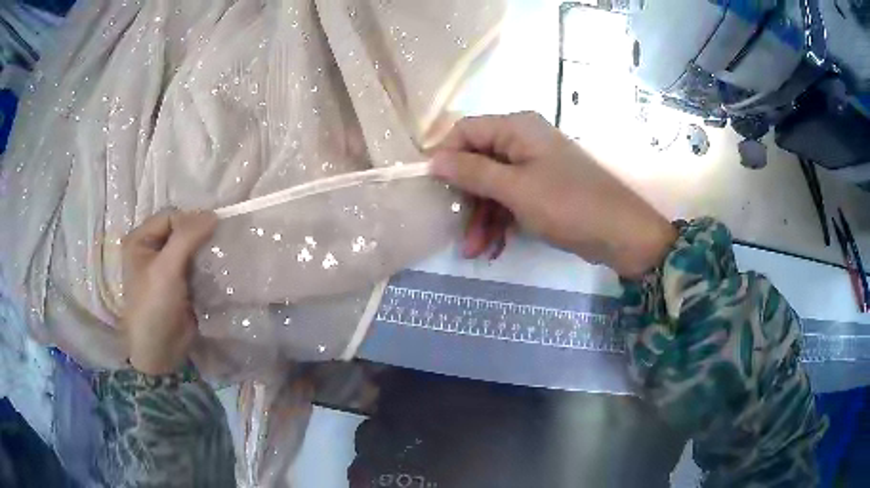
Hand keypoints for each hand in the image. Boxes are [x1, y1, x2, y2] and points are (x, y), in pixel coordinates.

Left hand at [121, 210, 216, 374]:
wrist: (160, 353)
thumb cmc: (153, 307)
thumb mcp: (166, 269)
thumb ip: (187, 238)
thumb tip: (214, 214)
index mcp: (140, 239)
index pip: (170, 217)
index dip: (189, 222)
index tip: (210, 235)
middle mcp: (152, 249)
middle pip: (181, 230)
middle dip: (200, 236)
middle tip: (217, 246)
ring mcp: (166, 267)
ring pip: (191, 248)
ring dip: (206, 252)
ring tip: (219, 259)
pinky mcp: (180, 283)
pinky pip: (196, 265)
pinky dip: (207, 266)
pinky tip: (217, 272)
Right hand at [431, 112, 675, 278]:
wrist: (621, 234)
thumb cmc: (568, 204)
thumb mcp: (516, 189)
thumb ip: (472, 172)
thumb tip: (433, 160)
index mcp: (517, 128)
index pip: (466, 131)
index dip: (445, 156)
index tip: (430, 188)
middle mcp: (523, 141)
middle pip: (478, 161)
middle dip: (466, 198)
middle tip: (454, 230)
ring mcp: (534, 166)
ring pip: (493, 185)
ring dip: (481, 217)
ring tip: (474, 251)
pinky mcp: (542, 190)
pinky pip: (510, 199)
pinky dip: (500, 221)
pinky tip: (494, 248)